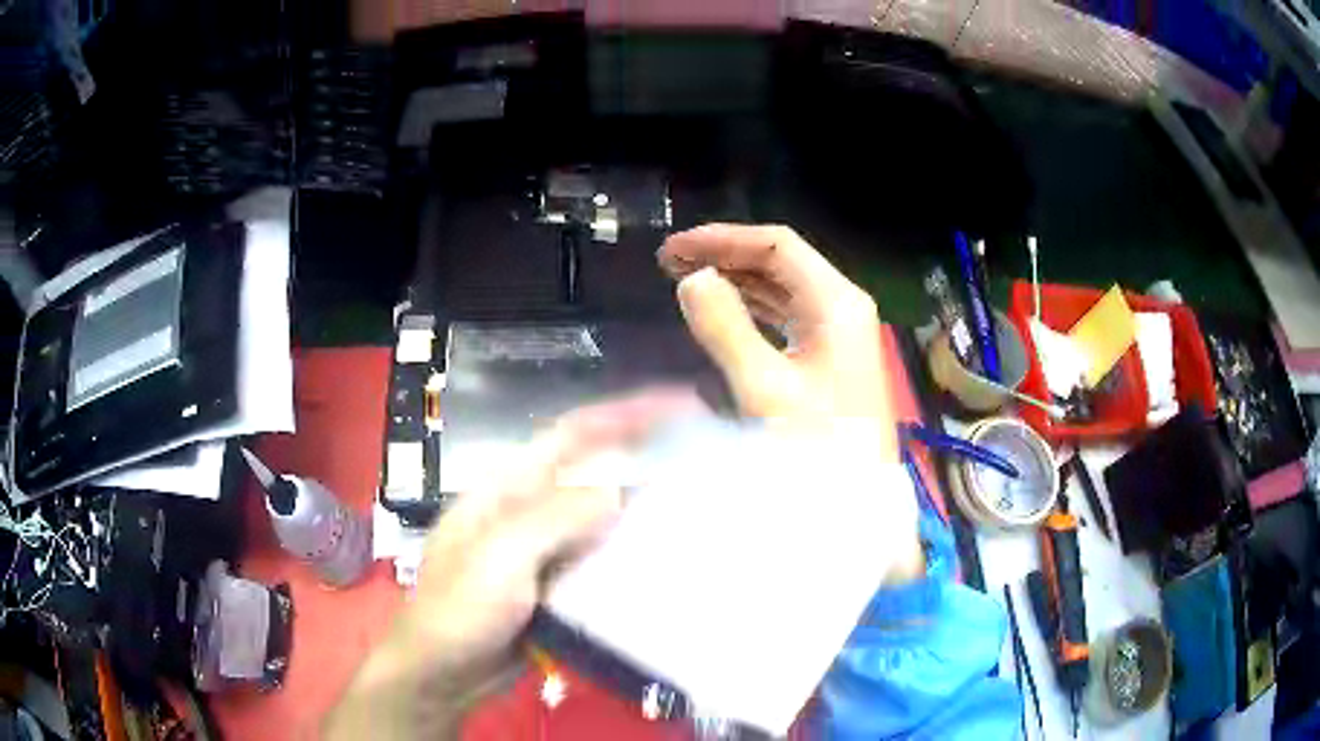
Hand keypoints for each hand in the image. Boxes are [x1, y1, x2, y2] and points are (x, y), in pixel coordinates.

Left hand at [327, 390, 703, 740]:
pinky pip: (600, 559)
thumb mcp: (500, 558)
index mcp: (508, 487)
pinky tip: (666, 560)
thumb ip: (556, 518)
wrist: (442, 674)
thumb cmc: (459, 610)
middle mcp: (528, 508)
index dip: (627, 412)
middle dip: (645, 455)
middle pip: (594, 471)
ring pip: (602, 516)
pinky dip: (632, 554)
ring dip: (644, 507)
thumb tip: (620, 485)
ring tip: (698, 504)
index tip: (683, 404)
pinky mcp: (556, 585)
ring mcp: (543, 549)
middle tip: (704, 457)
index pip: (574, 434)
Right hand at [658, 223, 921, 578]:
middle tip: (668, 263)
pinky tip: (720, 309)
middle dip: (724, 255)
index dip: (721, 239)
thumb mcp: (765, 387)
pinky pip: (785, 314)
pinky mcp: (829, 353)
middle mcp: (841, 305)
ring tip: (683, 278)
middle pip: (779, 262)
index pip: (776, 246)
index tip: (674, 250)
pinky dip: (750, 306)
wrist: (858, 497)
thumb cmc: (818, 444)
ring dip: (734, 279)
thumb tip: (691, 279)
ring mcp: (838, 329)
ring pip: (781, 287)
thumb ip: (725, 328)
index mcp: (835, 301)